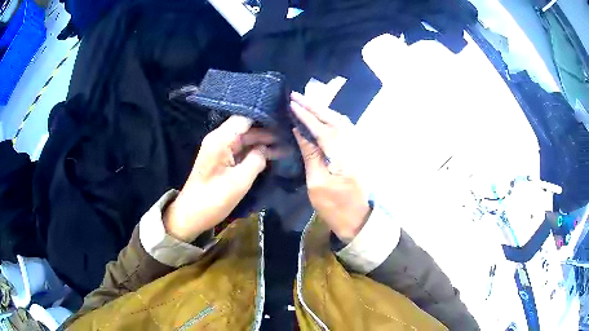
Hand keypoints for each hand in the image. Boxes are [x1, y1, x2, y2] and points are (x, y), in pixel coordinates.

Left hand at [164, 116, 280, 241]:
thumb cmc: (214, 199)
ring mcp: (220, 149)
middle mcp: (219, 139)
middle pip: (246, 128)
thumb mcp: (240, 181)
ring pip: (245, 139)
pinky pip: (241, 150)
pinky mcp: (221, 159)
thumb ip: (256, 160)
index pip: (245, 117)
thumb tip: (266, 149)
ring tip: (286, 146)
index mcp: (221, 139)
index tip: (284, 120)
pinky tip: (271, 156)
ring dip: (263, 143)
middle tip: (290, 136)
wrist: (191, 215)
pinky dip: (254, 152)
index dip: (265, 117)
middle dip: (267, 132)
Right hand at [290, 92, 370, 242]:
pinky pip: (344, 129)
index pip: (323, 129)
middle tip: (296, 96)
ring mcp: (357, 149)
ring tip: (306, 102)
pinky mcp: (357, 152)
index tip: (292, 103)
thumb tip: (301, 132)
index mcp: (342, 157)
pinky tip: (322, 116)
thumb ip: (311, 155)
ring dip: (323, 110)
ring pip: (341, 122)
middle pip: (334, 120)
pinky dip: (331, 118)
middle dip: (315, 106)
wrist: (358, 220)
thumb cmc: (335, 208)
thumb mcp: (317, 184)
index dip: (307, 115)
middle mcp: (353, 147)